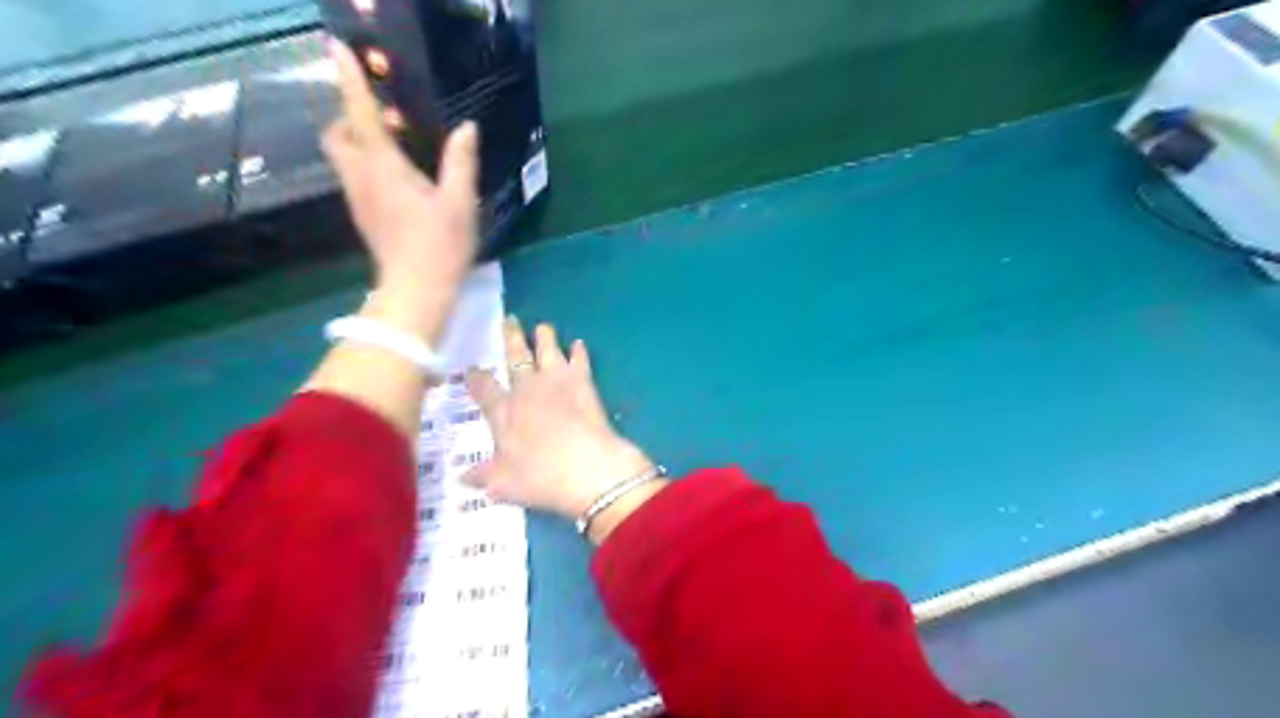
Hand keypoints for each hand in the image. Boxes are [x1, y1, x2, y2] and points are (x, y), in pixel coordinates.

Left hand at [319, 40, 479, 335]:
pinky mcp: (364, 216)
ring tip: (396, 143)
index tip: (337, 46)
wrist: (416, 291)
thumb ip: (460, 162)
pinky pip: (355, 176)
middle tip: (384, 116)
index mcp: (383, 167)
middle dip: (350, 116)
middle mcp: (361, 177)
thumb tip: (467, 128)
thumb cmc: (440, 245)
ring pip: (343, 156)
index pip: (361, 113)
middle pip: (337, 134)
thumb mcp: (460, 202)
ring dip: (358, 140)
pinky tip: (398, 176)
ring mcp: (358, 198)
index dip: (349, 78)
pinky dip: (366, 163)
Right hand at [466, 320, 659, 527]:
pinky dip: (579, 351)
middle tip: (509, 320)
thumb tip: (462, 479)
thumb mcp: (504, 484)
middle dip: (510, 338)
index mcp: (503, 411)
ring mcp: (555, 381)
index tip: (472, 367)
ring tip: (542, 326)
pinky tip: (579, 344)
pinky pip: (579, 360)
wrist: (587, 467)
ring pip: (547, 350)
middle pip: (515, 356)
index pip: (484, 388)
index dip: (476, 376)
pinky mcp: (582, 382)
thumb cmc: (541, 477)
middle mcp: (526, 389)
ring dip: (544, 337)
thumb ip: (483, 476)